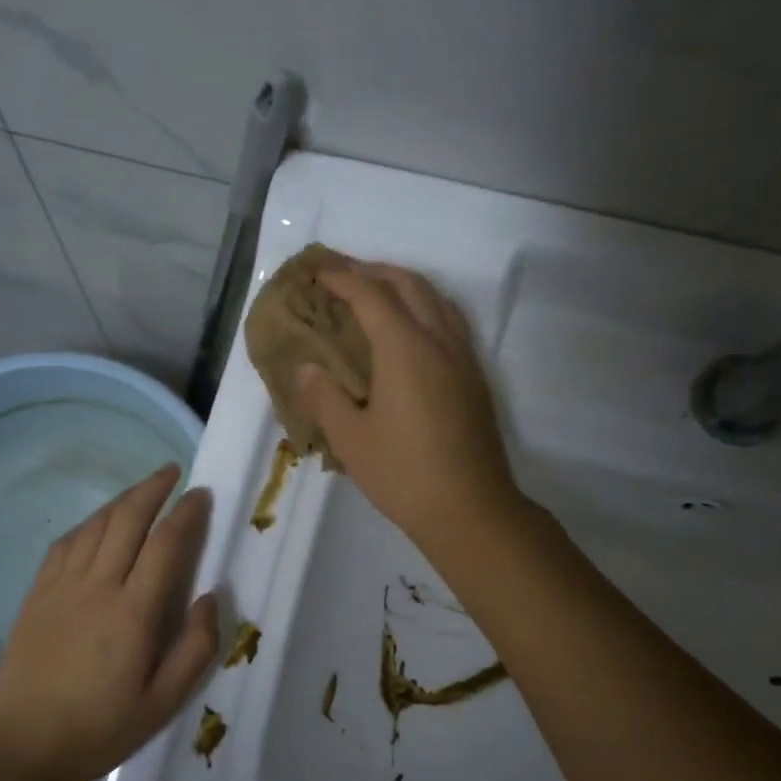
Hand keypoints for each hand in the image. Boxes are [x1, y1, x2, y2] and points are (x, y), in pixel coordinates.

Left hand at [0, 464, 219, 780]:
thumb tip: (211, 596)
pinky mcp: (37, 593)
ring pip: (95, 525)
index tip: (201, 495)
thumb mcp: (163, 703)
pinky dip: (88, 524)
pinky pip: (65, 543)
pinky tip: (97, 523)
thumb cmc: (99, 728)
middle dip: (153, 489)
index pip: (166, 544)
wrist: (22, 745)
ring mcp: (61, 586)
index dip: (186, 513)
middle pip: (128, 519)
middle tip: (173, 472)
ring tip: (142, 490)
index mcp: (133, 612)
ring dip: (122, 500)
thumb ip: (196, 648)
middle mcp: (97, 586)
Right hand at [293, 261, 522, 549]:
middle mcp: (438, 341)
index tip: (318, 273)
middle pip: (409, 285)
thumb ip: (324, 397)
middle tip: (344, 273)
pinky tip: (412, 328)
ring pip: (437, 299)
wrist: (470, 509)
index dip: (342, 278)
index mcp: (405, 349)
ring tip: (377, 291)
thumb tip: (305, 368)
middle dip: (375, 271)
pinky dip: (426, 306)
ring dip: (405, 284)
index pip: (371, 296)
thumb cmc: (403, 474)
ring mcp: (463, 358)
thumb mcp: (350, 439)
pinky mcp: (475, 377)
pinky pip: (451, 321)